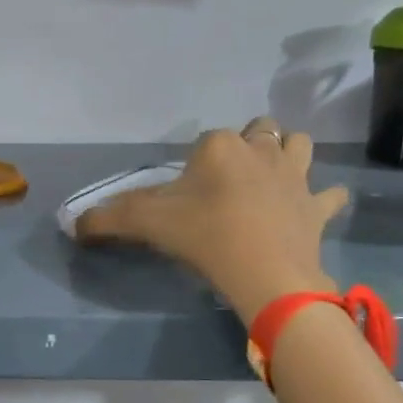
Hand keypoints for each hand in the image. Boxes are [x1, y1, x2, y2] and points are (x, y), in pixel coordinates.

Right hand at [76, 117, 349, 320]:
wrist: (264, 272)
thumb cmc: (203, 236)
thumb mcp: (145, 223)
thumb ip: (106, 219)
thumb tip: (72, 224)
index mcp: (220, 146)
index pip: (205, 140)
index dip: (195, 163)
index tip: (186, 192)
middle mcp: (261, 150)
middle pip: (259, 130)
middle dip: (248, 143)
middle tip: (229, 176)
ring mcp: (295, 177)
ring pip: (300, 145)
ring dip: (288, 154)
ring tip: (272, 177)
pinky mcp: (317, 207)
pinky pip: (329, 195)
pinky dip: (323, 199)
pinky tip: (312, 208)